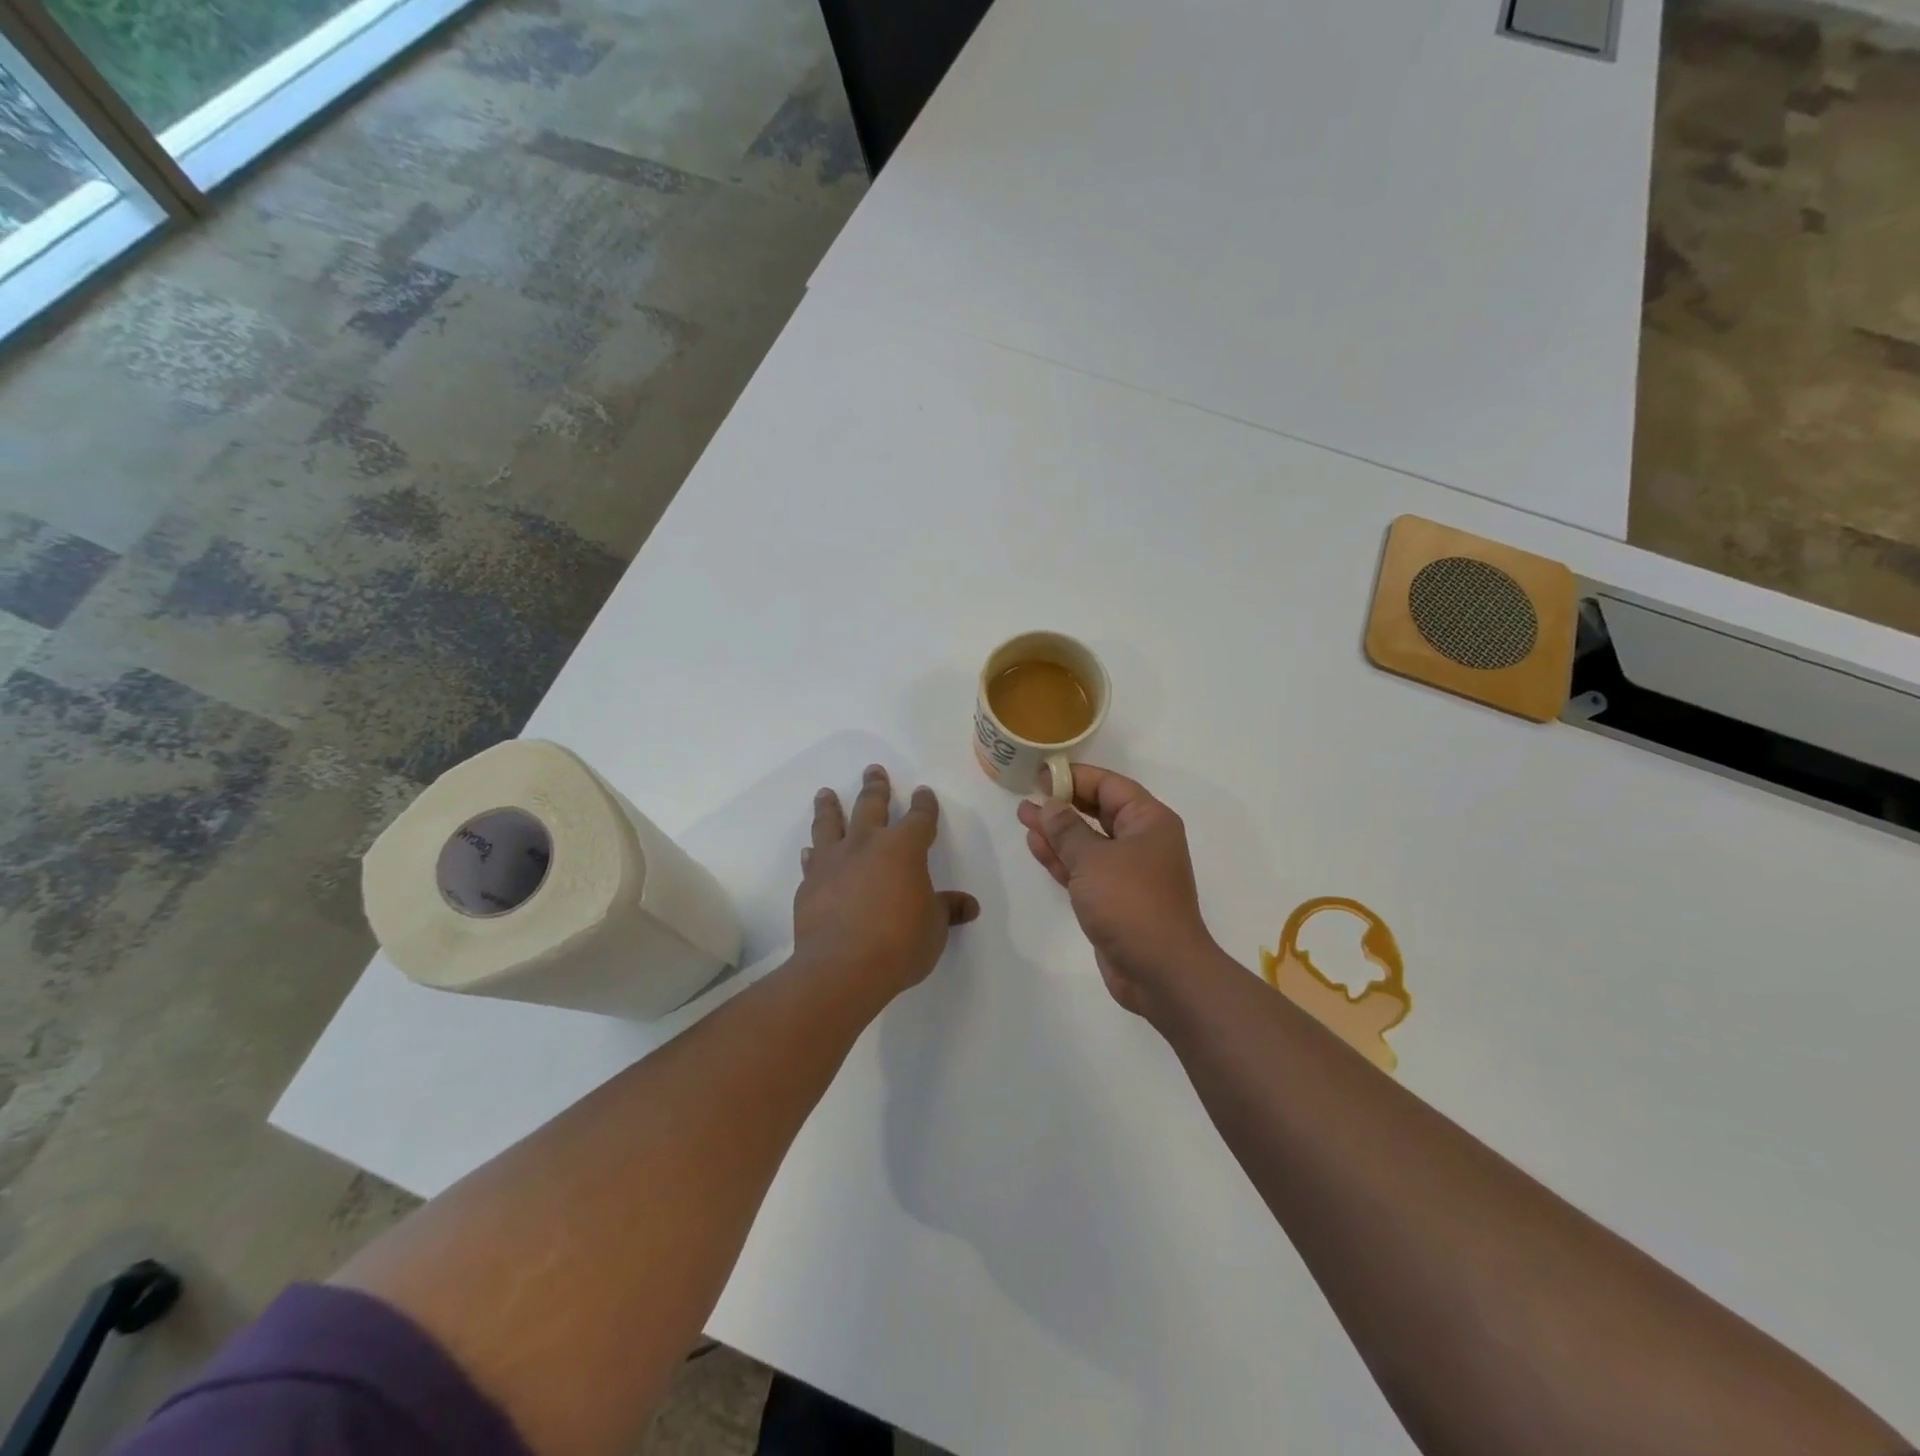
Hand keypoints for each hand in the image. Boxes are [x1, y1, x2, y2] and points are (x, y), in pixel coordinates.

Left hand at [795, 764, 979, 997]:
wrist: (842, 967)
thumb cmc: (899, 943)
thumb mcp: (934, 928)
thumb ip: (948, 910)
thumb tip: (969, 905)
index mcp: (904, 849)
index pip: (919, 818)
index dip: (924, 805)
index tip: (923, 793)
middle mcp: (867, 844)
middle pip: (871, 806)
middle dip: (875, 787)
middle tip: (873, 770)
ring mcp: (834, 861)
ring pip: (830, 823)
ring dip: (830, 807)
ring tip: (826, 793)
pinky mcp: (810, 884)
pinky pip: (812, 860)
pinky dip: (813, 853)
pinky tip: (810, 850)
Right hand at [1016, 764, 1219, 1015]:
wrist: (1160, 971)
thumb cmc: (1130, 902)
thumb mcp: (1093, 859)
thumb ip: (1067, 829)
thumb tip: (1050, 805)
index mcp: (1148, 821)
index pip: (1109, 785)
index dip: (1074, 777)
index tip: (1041, 775)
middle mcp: (1142, 841)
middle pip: (1098, 811)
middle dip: (1062, 804)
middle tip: (1027, 795)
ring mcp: (1128, 872)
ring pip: (1088, 841)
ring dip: (1057, 831)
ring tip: (1024, 816)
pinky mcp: (1114, 899)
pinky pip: (1085, 868)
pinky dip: (1062, 858)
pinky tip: (1037, 845)